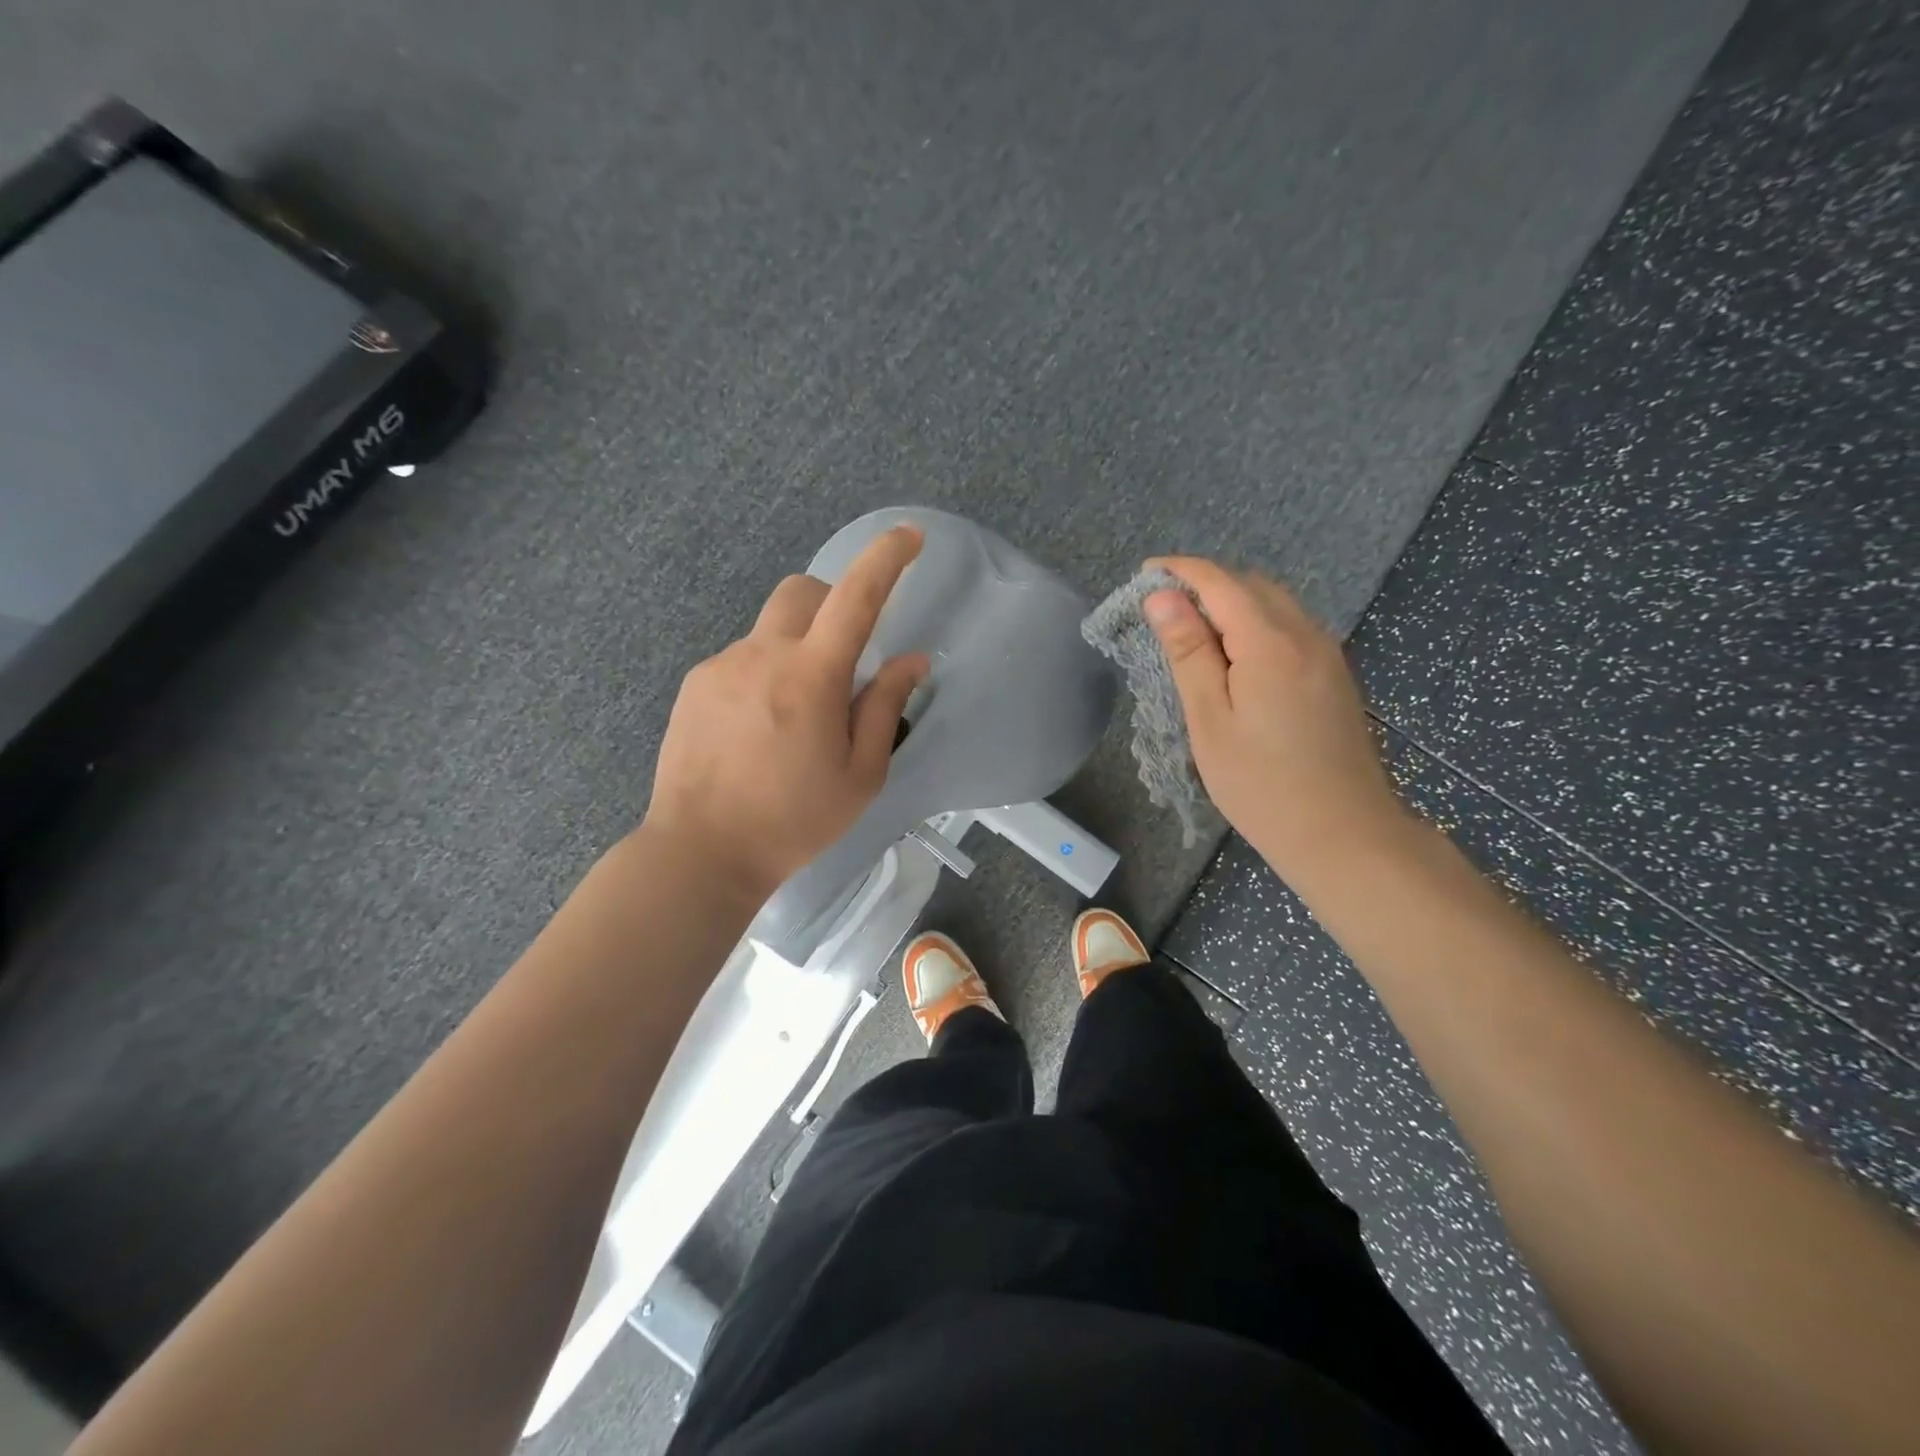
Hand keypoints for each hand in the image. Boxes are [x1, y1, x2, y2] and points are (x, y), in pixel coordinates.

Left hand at [645, 526, 929, 902]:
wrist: (700, 851)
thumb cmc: (793, 821)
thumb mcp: (860, 775)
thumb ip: (884, 707)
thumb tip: (911, 660)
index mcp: (811, 677)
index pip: (856, 598)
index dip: (886, 559)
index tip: (909, 536)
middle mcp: (762, 655)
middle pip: (802, 591)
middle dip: (832, 604)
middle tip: (844, 656)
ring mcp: (721, 666)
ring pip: (770, 630)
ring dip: (796, 650)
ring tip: (794, 717)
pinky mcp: (695, 685)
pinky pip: (741, 659)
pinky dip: (764, 674)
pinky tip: (757, 730)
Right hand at [1143, 556, 1407, 884]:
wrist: (1344, 834)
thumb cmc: (1261, 783)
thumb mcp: (1210, 719)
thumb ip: (1188, 652)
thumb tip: (1162, 596)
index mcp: (1271, 642)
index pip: (1221, 582)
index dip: (1180, 571)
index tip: (1143, 575)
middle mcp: (1307, 634)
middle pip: (1251, 586)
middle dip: (1205, 586)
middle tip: (1162, 615)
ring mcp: (1327, 654)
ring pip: (1275, 605)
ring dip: (1232, 606)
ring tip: (1192, 639)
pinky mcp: (1335, 675)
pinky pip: (1290, 629)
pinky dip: (1256, 627)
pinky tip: (1235, 661)